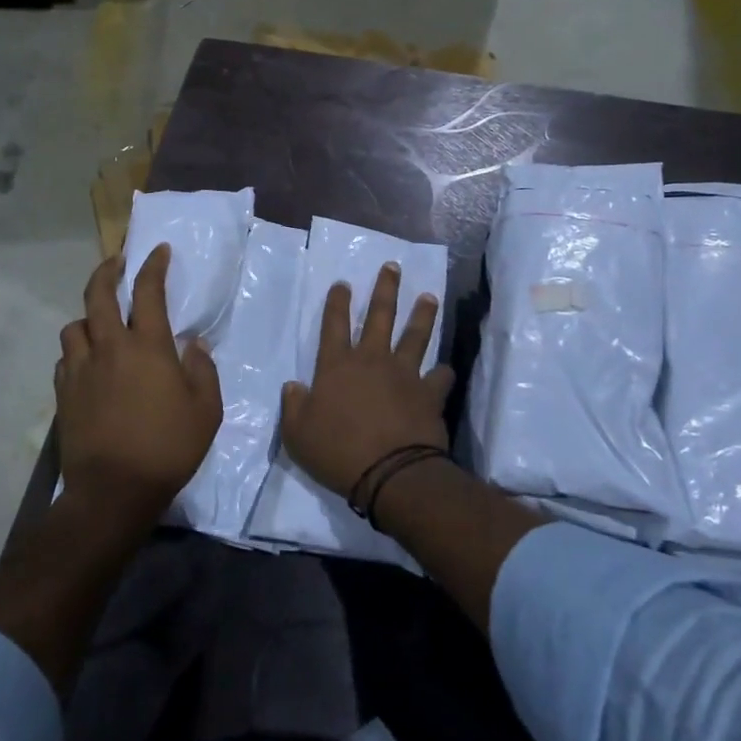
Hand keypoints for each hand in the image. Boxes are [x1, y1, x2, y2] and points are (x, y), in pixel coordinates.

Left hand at [55, 245, 222, 525]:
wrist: (113, 491)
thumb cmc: (167, 448)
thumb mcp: (206, 411)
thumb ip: (202, 371)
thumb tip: (194, 344)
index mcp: (147, 347)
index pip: (148, 292)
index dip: (153, 266)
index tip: (158, 251)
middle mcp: (109, 348)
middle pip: (97, 294)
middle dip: (107, 270)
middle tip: (117, 262)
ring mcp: (81, 369)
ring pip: (75, 326)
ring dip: (88, 317)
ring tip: (101, 324)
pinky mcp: (63, 393)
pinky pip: (66, 358)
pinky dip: (77, 351)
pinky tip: (88, 362)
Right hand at [280, 262, 453, 498]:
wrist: (391, 474)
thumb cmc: (338, 452)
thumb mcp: (297, 434)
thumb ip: (294, 407)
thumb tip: (293, 387)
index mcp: (337, 366)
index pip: (334, 324)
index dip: (337, 302)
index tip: (343, 283)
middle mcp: (372, 360)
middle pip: (380, 316)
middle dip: (385, 289)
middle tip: (392, 267)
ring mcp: (404, 375)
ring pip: (415, 336)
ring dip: (422, 315)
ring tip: (429, 297)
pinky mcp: (429, 394)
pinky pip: (440, 377)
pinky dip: (443, 373)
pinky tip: (447, 369)